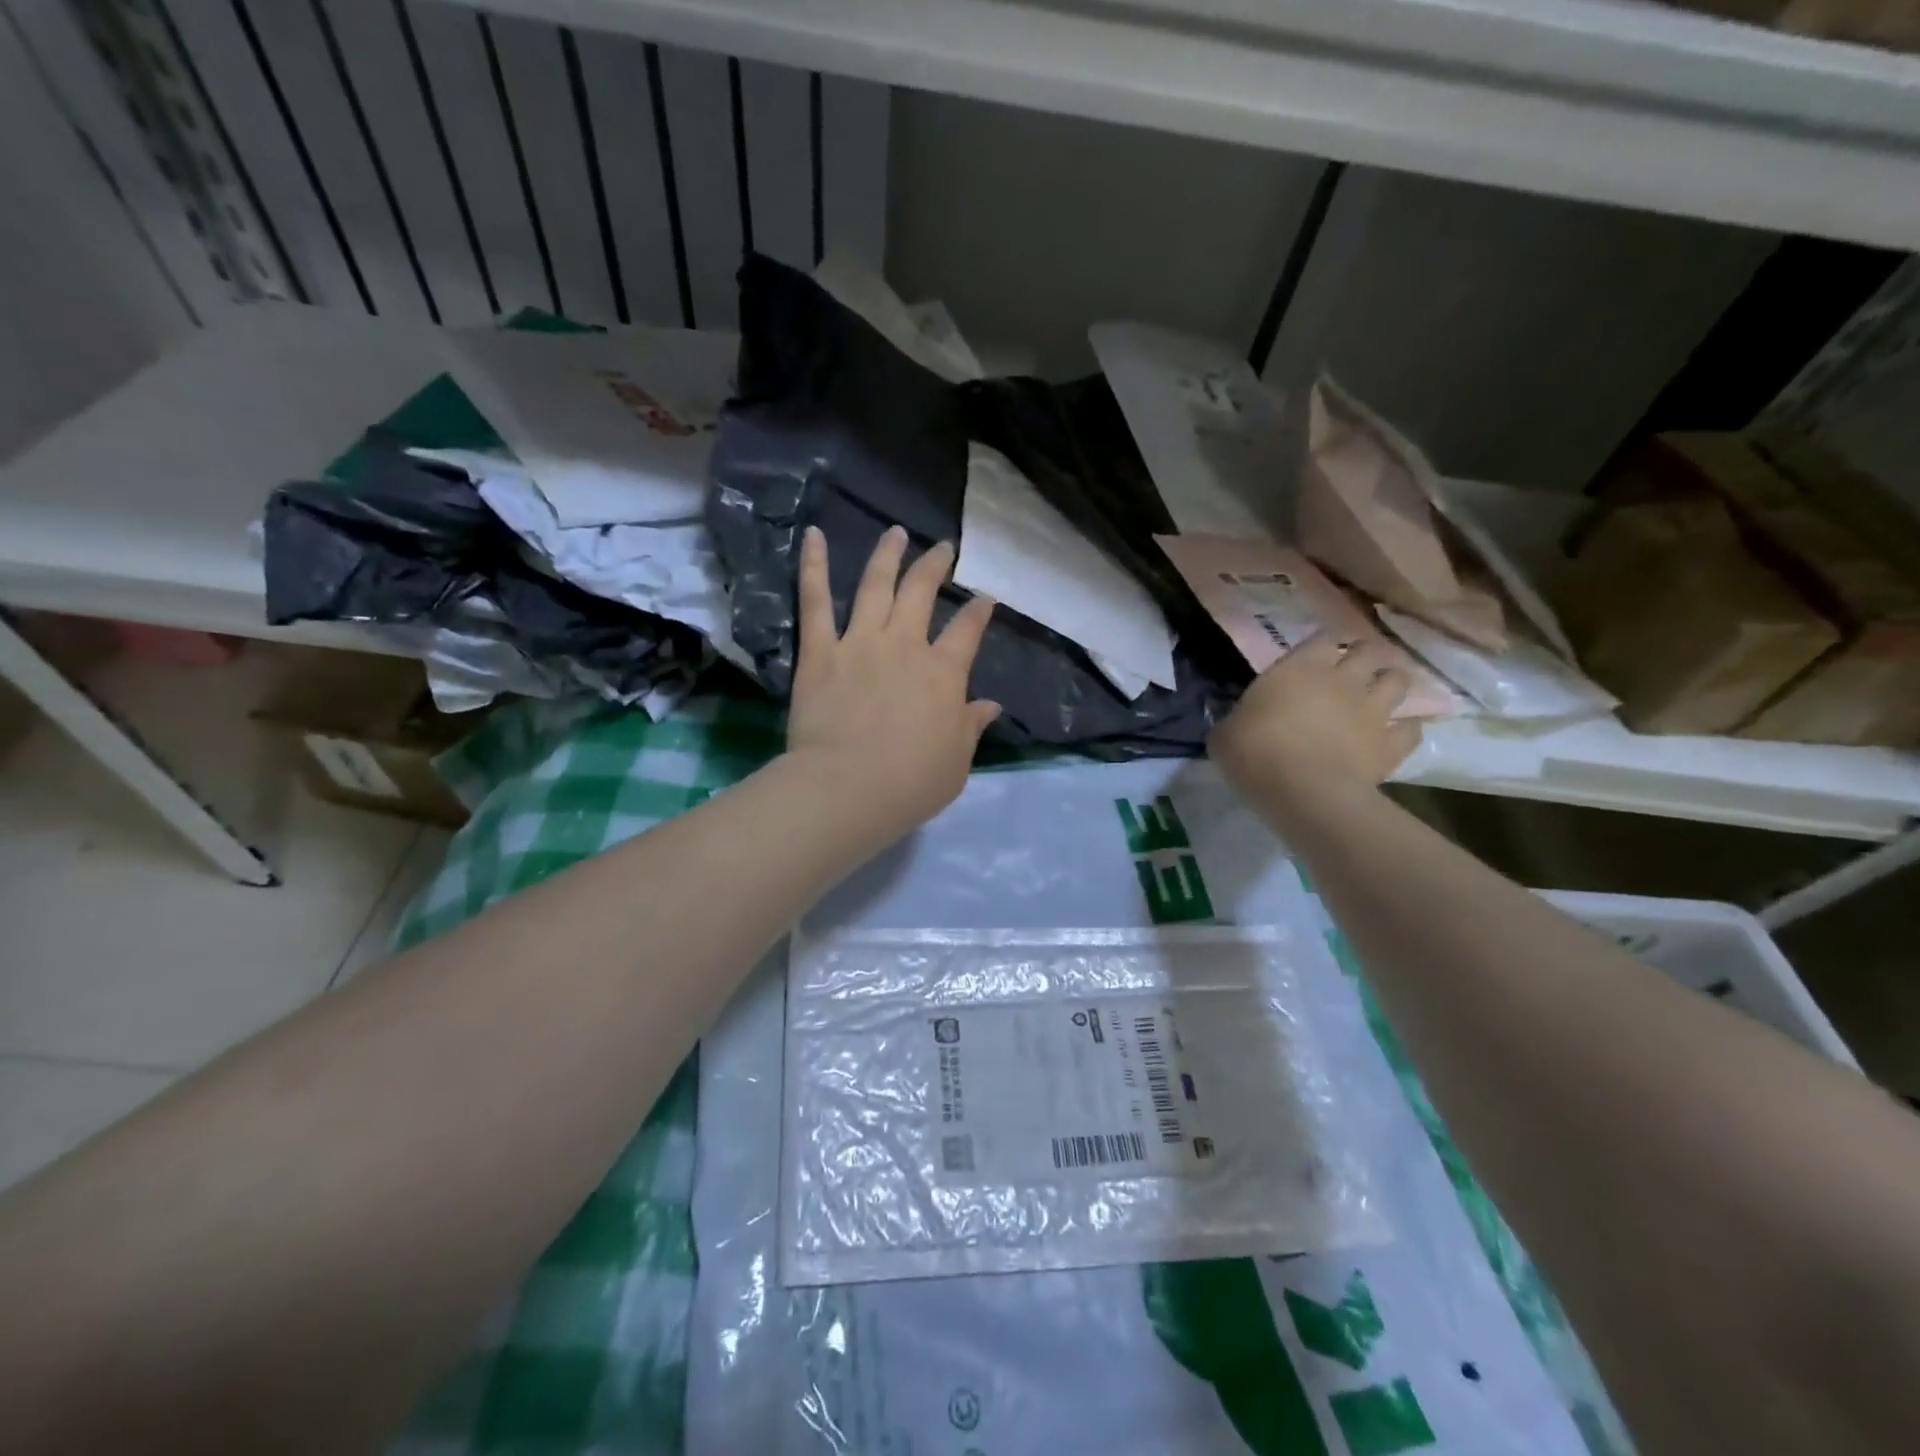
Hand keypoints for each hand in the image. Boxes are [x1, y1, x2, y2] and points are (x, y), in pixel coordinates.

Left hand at [785, 525, 1000, 833]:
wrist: (848, 788)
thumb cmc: (911, 782)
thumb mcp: (957, 760)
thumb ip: (971, 726)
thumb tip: (990, 705)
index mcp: (944, 673)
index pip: (968, 630)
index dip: (979, 612)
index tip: (985, 599)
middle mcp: (905, 645)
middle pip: (922, 593)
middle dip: (935, 566)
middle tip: (942, 549)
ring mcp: (860, 643)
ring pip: (876, 585)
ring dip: (888, 555)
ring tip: (896, 533)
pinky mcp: (820, 652)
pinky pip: (815, 601)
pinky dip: (813, 565)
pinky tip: (813, 535)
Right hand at [1209, 635, 1420, 810]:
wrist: (1303, 792)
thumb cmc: (1255, 754)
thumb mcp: (1225, 735)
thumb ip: (1234, 720)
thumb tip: (1235, 721)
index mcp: (1299, 668)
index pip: (1321, 639)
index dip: (1322, 646)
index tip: (1317, 656)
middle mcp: (1342, 680)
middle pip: (1370, 651)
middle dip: (1367, 655)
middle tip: (1358, 667)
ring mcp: (1372, 711)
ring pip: (1399, 681)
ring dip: (1393, 683)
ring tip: (1384, 692)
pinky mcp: (1390, 745)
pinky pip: (1411, 730)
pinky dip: (1408, 729)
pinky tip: (1399, 734)